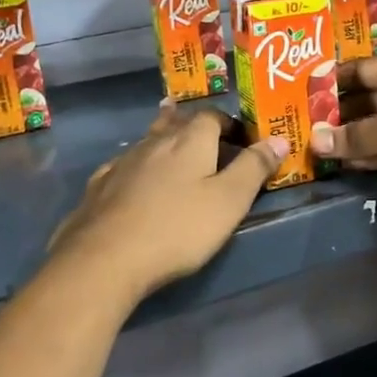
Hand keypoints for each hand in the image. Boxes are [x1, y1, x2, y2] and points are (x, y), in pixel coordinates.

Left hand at [48, 104, 286, 301]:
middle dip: (193, 126)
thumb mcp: (229, 201)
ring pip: (148, 142)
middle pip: (176, 123)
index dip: (229, 123)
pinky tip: (134, 179)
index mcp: (189, 141)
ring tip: (174, 152)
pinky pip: (124, 166)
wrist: (104, 259)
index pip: (212, 116)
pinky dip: (137, 167)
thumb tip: (278, 138)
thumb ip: (254, 168)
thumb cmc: (178, 229)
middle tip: (208, 139)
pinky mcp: (99, 188)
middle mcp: (154, 142)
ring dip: (164, 143)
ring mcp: (122, 163)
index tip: (242, 139)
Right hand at [313, 53, 376, 213]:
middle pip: (370, 98)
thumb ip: (356, 135)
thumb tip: (315, 141)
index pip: (363, 68)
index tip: (301, 95)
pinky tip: (346, 165)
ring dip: (353, 138)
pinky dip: (372, 155)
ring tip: (316, 149)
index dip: (333, 80)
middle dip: (339, 113)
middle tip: (302, 128)